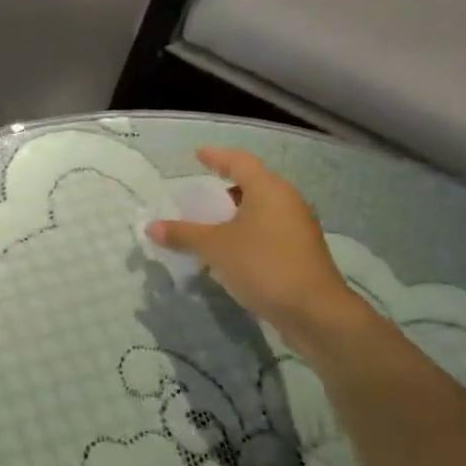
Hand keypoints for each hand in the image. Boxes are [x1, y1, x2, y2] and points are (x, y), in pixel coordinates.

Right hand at [146, 147, 358, 334]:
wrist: (314, 311)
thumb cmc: (262, 265)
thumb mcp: (214, 247)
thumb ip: (183, 234)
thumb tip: (152, 226)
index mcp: (268, 190)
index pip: (239, 161)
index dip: (217, 156)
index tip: (198, 154)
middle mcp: (288, 201)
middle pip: (253, 184)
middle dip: (226, 188)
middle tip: (201, 194)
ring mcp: (298, 227)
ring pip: (262, 210)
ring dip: (236, 214)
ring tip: (211, 224)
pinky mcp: (301, 252)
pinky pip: (268, 231)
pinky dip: (247, 233)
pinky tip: (230, 250)